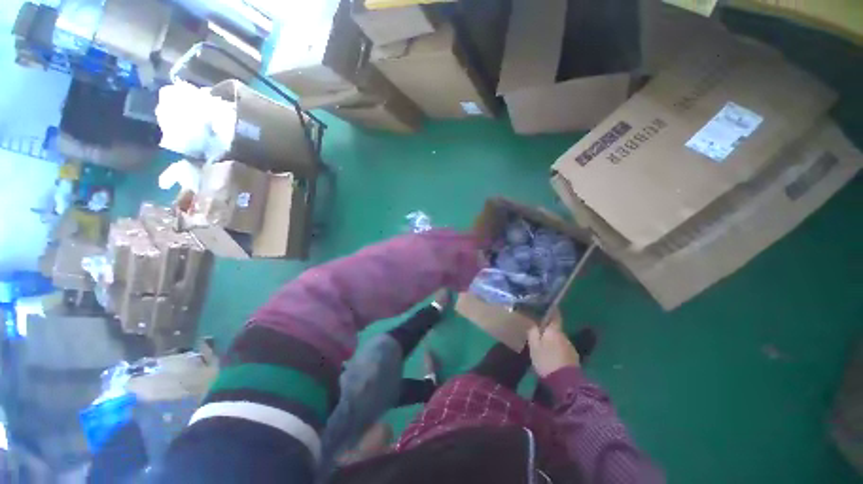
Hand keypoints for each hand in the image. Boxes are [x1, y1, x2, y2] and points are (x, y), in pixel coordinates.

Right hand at [527, 310, 579, 376]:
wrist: (565, 383)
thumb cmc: (546, 361)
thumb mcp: (534, 346)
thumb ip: (532, 332)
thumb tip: (532, 323)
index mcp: (554, 330)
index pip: (555, 315)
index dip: (551, 310)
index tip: (547, 306)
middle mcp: (564, 336)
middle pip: (555, 329)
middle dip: (548, 329)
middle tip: (538, 331)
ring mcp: (570, 347)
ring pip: (559, 339)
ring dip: (552, 341)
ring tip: (543, 346)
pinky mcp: (573, 358)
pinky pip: (562, 349)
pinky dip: (557, 350)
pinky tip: (551, 356)